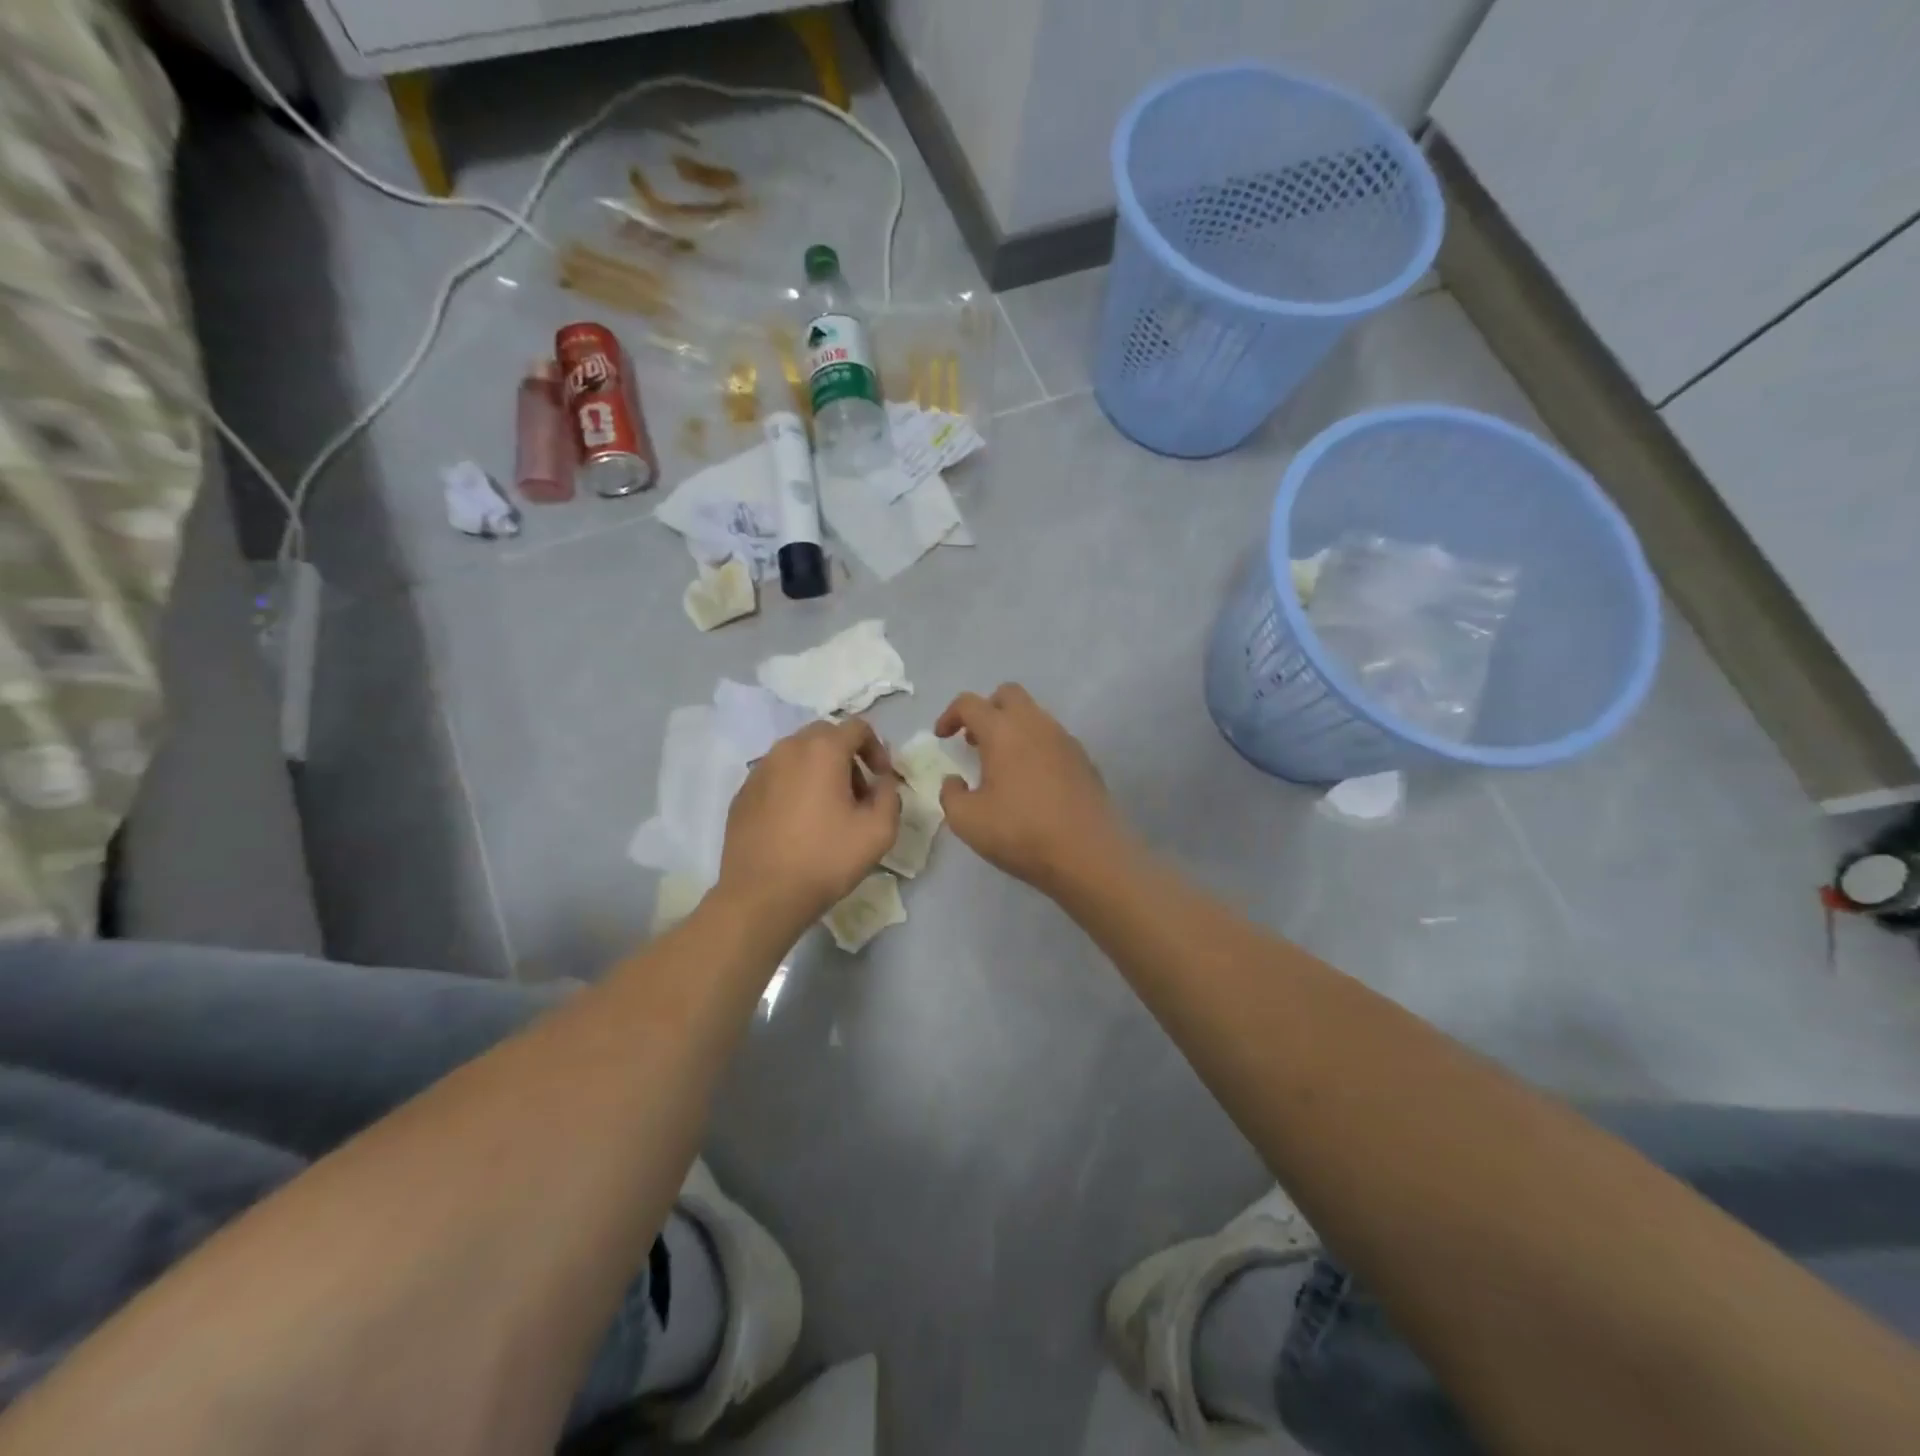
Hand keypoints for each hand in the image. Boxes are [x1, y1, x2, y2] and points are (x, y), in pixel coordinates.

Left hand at [718, 719, 900, 930]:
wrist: (762, 896)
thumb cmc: (825, 859)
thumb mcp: (879, 831)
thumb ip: (890, 795)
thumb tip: (882, 781)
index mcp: (822, 750)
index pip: (857, 727)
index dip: (877, 748)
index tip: (882, 779)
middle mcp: (787, 749)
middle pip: (825, 736)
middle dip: (847, 757)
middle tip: (857, 794)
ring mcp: (759, 770)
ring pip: (797, 755)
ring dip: (819, 771)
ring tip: (827, 810)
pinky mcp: (742, 793)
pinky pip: (776, 776)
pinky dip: (793, 787)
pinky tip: (797, 823)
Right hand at [935, 684, 1129, 892]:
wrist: (1089, 854)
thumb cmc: (1021, 832)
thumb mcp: (968, 821)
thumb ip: (951, 795)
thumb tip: (955, 782)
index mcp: (1003, 731)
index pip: (970, 703)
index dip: (950, 715)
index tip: (942, 738)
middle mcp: (1036, 725)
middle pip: (1008, 695)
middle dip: (986, 710)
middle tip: (974, 741)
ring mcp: (1065, 740)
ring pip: (1034, 716)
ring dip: (1012, 729)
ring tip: (1001, 765)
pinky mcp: (1085, 760)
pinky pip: (1053, 739)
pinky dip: (1035, 748)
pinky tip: (1031, 782)